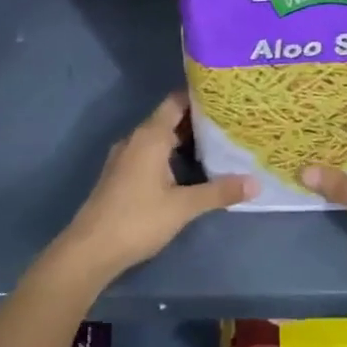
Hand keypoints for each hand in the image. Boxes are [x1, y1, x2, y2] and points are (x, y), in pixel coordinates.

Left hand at [50, 93, 251, 287]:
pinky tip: (188, 169)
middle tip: (229, 122)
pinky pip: (150, 153)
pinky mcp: (121, 174)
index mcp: (150, 136)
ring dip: (183, 140)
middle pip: (169, 119)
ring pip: (159, 138)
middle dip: (197, 120)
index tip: (225, 97)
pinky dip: (169, 154)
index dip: (200, 97)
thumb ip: (219, 192)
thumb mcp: (183, 207)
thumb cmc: (138, 220)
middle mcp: (136, 139)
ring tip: (216, 144)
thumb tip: (256, 183)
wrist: (90, 249)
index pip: (176, 102)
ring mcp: (125, 157)